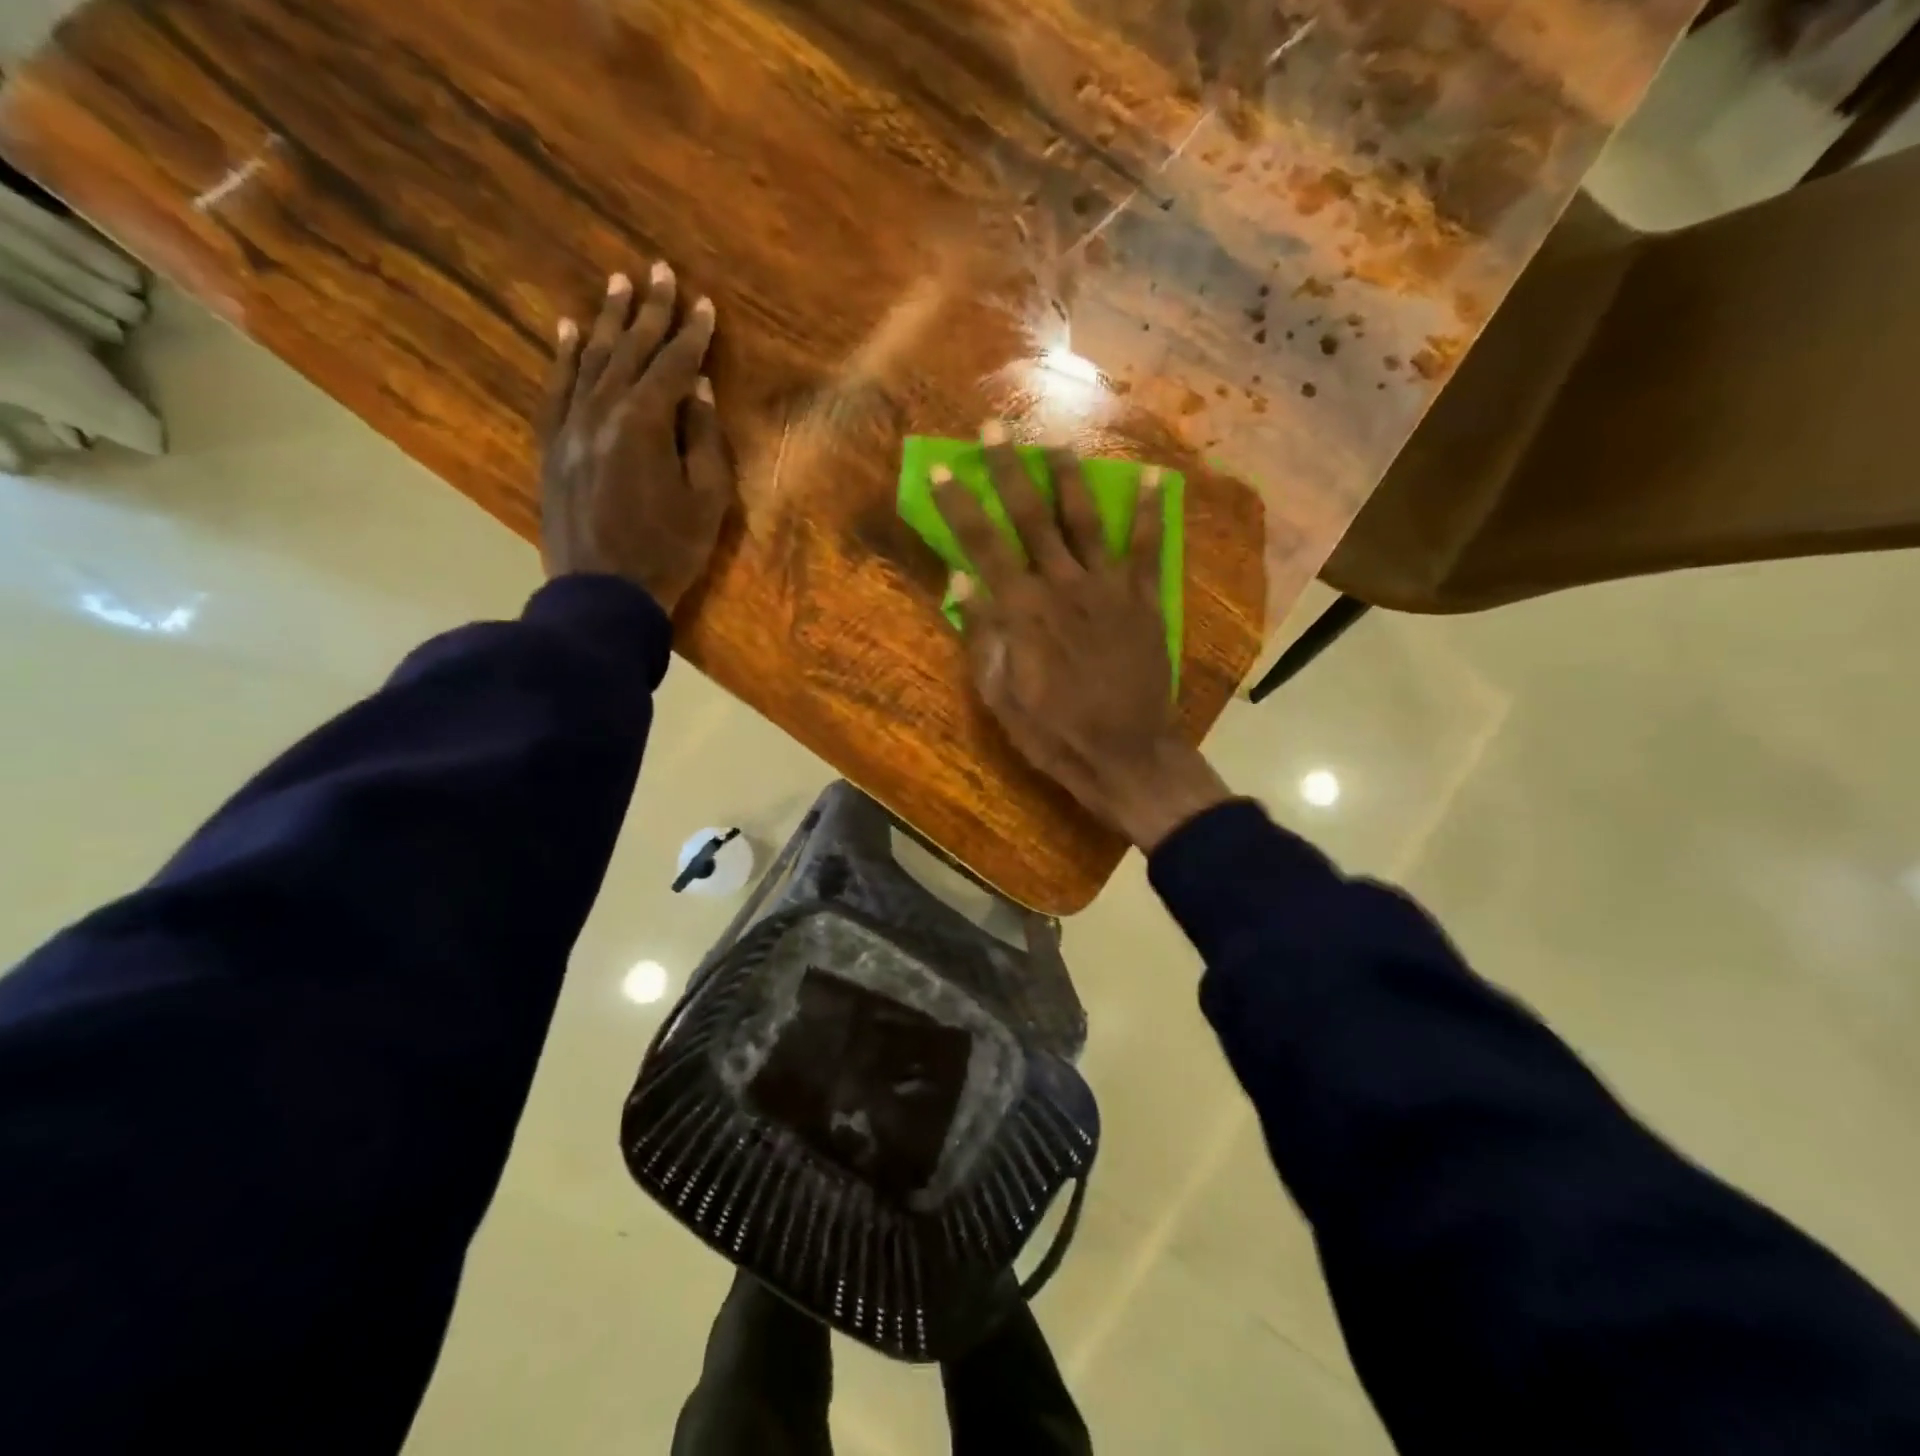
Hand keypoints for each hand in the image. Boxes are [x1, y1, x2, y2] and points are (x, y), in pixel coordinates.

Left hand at [538, 263, 734, 612]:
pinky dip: (564, 356)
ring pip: (590, 360)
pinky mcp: (552, 445)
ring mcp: (570, 426)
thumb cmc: (668, 551)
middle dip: (649, 311)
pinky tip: (568, 330)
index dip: (692, 334)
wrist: (604, 592)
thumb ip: (705, 440)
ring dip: (607, 321)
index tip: (705, 304)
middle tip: (659, 270)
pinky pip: (556, 388)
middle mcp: (602, 411)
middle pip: (630, 351)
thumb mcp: (707, 502)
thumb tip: (700, 390)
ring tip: (618, 285)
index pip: (674, 366)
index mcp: (645, 423)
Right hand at [934, 423, 1229, 850]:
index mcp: (1023, 611)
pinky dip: (1151, 512)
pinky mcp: (1145, 601)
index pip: (983, 545)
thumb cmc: (1053, 732)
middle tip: (995, 430)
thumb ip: (982, 635)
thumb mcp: (1000, 695)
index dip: (959, 505)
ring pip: (1086, 521)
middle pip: (1032, 518)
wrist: (1124, 754)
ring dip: (1070, 479)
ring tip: (1058, 443)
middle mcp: (1063, 586)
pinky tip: (1153, 478)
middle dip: (1010, 471)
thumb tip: (961, 581)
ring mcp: (1109, 589)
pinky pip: (1148, 548)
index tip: (941, 469)